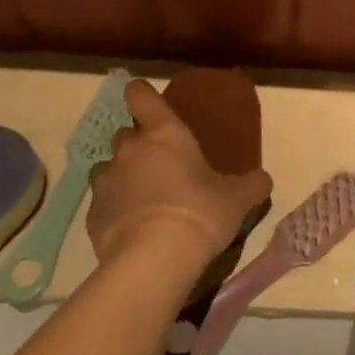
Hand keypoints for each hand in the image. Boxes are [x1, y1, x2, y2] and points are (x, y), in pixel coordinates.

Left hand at [87, 80, 271, 268]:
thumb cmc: (200, 213)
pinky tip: (131, 227)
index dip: (142, 94)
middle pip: (125, 133)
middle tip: (160, 162)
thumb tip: (263, 179)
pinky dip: (114, 208)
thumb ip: (251, 184)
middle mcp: (130, 150)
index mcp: (165, 133)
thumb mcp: (237, 198)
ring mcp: (106, 182)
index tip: (145, 98)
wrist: (153, 260)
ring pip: (108, 167)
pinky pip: (102, 203)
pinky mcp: (92, 216)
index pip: (142, 96)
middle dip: (138, 143)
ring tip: (142, 196)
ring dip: (122, 175)